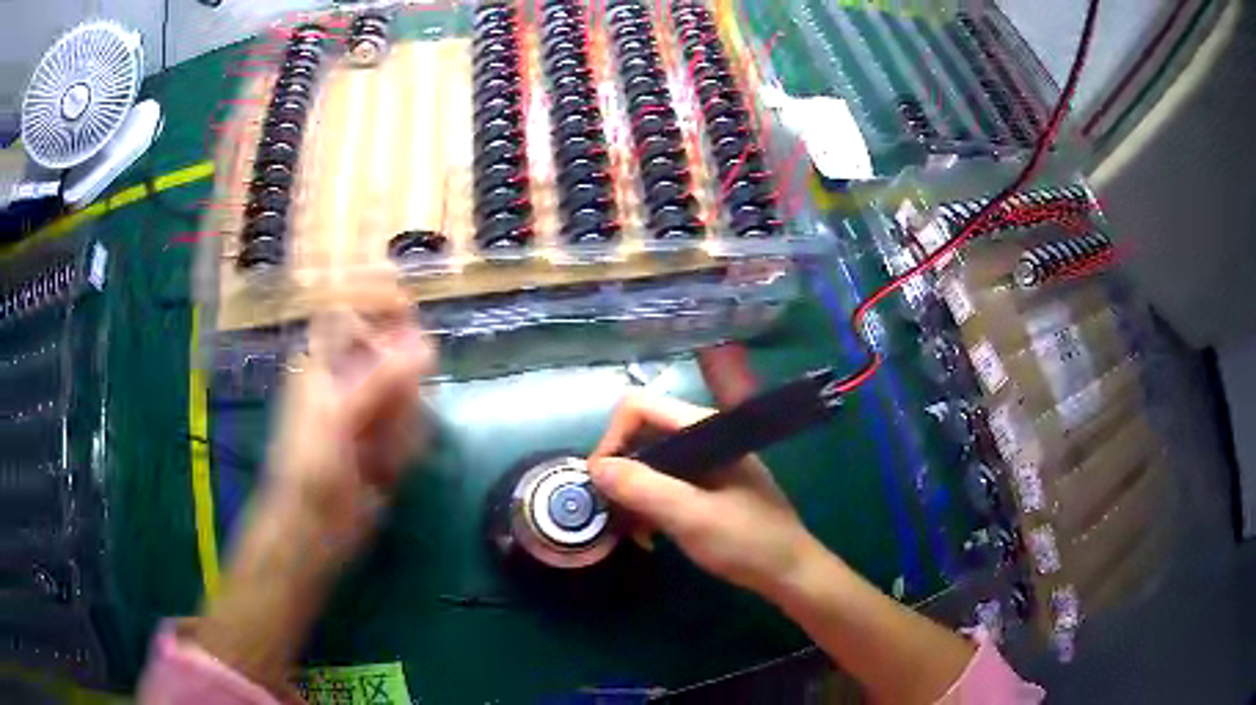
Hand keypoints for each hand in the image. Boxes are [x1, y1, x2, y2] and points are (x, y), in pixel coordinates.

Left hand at [264, 300, 435, 561]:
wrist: (315, 528)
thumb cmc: (312, 465)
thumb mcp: (339, 415)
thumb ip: (382, 378)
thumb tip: (428, 346)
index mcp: (323, 362)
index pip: (352, 312)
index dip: (378, 302)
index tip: (408, 308)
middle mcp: (348, 379)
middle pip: (391, 354)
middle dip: (399, 383)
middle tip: (387, 418)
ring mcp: (369, 411)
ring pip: (407, 393)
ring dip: (401, 423)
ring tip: (378, 455)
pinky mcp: (386, 439)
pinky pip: (412, 427)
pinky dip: (406, 446)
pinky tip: (385, 471)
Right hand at [588, 390, 819, 596]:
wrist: (790, 572)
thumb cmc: (747, 542)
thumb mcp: (691, 517)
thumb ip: (644, 489)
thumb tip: (596, 468)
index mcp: (704, 430)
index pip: (639, 407)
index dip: (612, 439)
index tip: (601, 483)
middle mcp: (702, 437)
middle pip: (640, 434)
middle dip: (618, 470)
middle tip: (609, 512)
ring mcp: (705, 462)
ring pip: (649, 461)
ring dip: (630, 492)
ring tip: (626, 531)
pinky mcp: (706, 486)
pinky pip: (664, 483)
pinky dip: (647, 504)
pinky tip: (647, 535)